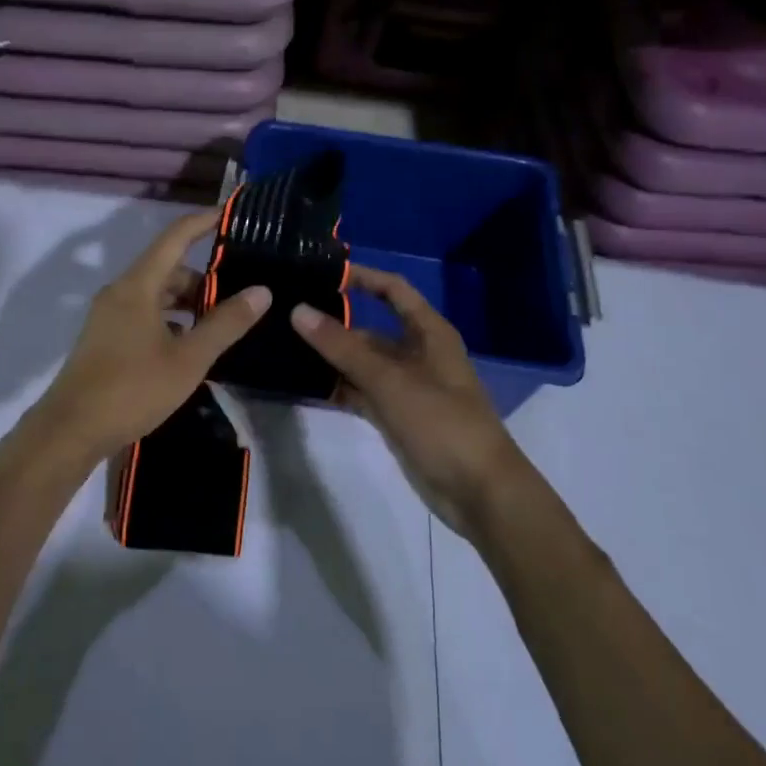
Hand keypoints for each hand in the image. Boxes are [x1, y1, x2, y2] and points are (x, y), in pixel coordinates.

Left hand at [29, 211, 270, 466]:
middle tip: (239, 292)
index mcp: (138, 285)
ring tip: (220, 323)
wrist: (71, 430)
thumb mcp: (189, 358)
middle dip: (203, 277)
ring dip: (187, 302)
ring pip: (155, 295)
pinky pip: (144, 314)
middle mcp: (120, 292)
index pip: (175, 237)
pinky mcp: (105, 338)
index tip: (231, 214)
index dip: (204, 222)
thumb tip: (261, 291)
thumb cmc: (133, 388)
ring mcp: (109, 316)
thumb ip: (226, 323)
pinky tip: (189, 346)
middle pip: (167, 268)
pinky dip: (170, 320)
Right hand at [290, 265, 525, 535]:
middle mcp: (417, 353)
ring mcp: (406, 387)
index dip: (363, 278)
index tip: (322, 274)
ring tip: (285, 348)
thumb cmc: (442, 423)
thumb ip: (342, 347)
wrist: (479, 492)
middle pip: (371, 329)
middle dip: (334, 324)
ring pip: (363, 363)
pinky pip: (363, 393)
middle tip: (287, 317)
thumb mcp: (390, 380)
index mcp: (429, 333)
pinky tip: (307, 386)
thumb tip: (298, 311)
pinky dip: (340, 388)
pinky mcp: (397, 417)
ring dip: (332, 359)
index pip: (393, 290)